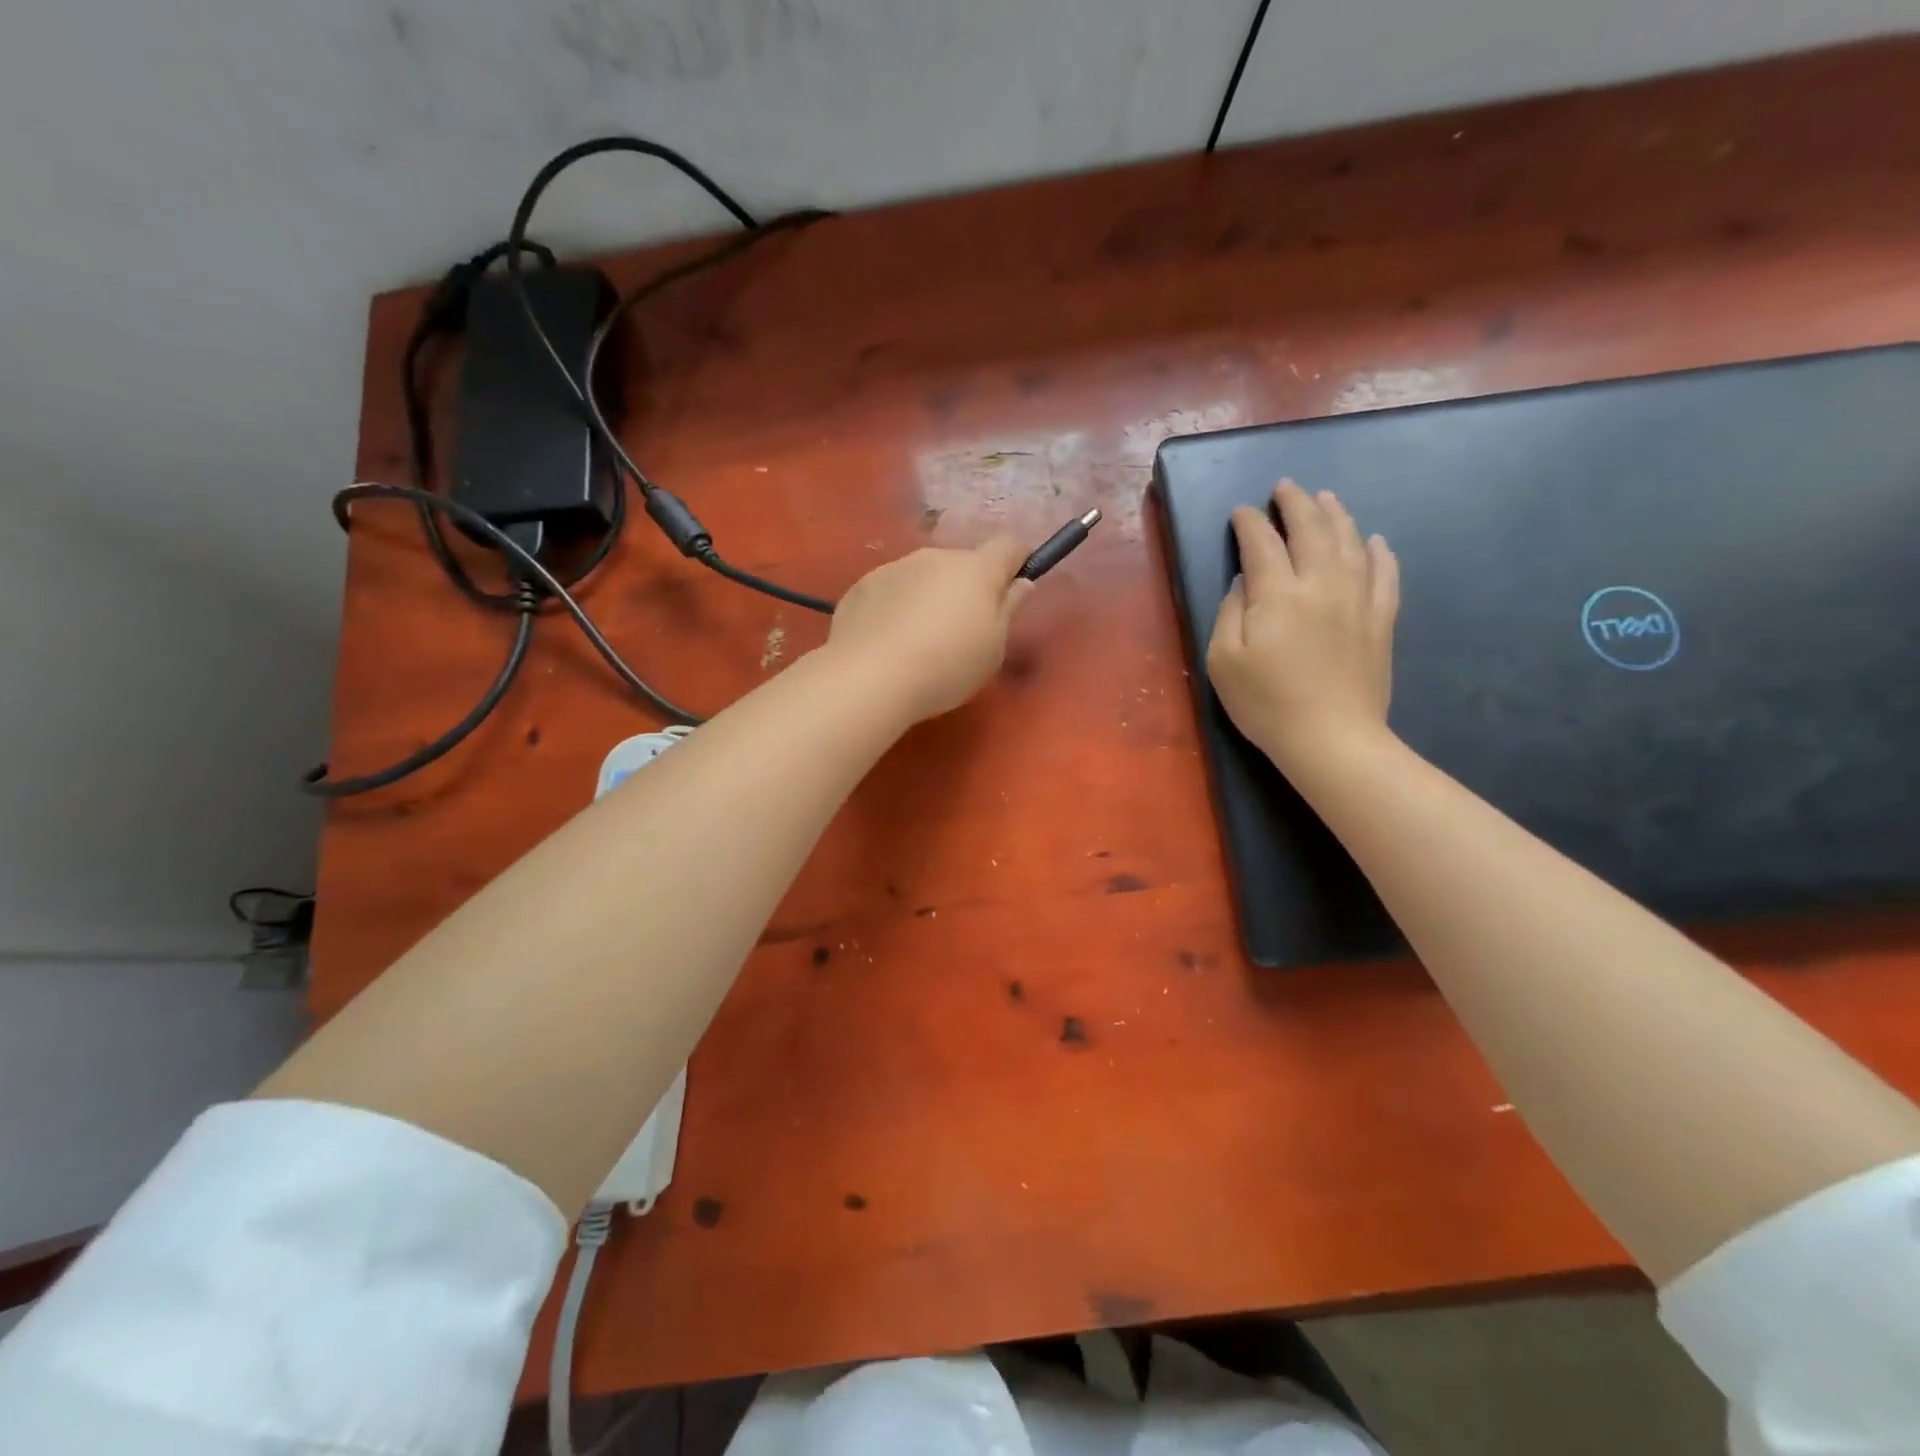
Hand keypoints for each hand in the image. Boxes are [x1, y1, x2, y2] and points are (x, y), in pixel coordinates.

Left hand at [826, 538, 1032, 722]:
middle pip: (962, 564)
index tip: (1015, 586)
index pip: (1009, 546)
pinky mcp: (862, 586)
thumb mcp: (993, 649)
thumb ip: (1009, 610)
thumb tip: (1020, 583)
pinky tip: (888, 643)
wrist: (869, 677)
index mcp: (976, 569)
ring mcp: (894, 567)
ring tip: (919, 641)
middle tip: (962, 631)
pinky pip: (891, 591)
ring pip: (924, 576)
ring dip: (929, 596)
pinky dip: (896, 608)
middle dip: (967, 588)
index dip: (1017, 561)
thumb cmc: (946, 667)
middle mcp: (935, 557)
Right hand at [1206, 480, 1399, 775]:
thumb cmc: (1266, 703)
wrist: (1331, 738)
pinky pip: (1386, 574)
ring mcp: (1358, 600)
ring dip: (1336, 515)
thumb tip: (1244, 582)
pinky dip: (1380, 553)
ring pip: (1350, 542)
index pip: (1262, 544)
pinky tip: (1375, 541)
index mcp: (1277, 595)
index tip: (1242, 512)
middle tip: (1285, 488)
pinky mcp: (1381, 621)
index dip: (1250, 523)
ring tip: (1326, 498)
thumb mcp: (1223, 662)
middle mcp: (1321, 584)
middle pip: (1311, 530)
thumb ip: (1229, 613)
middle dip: (1296, 504)